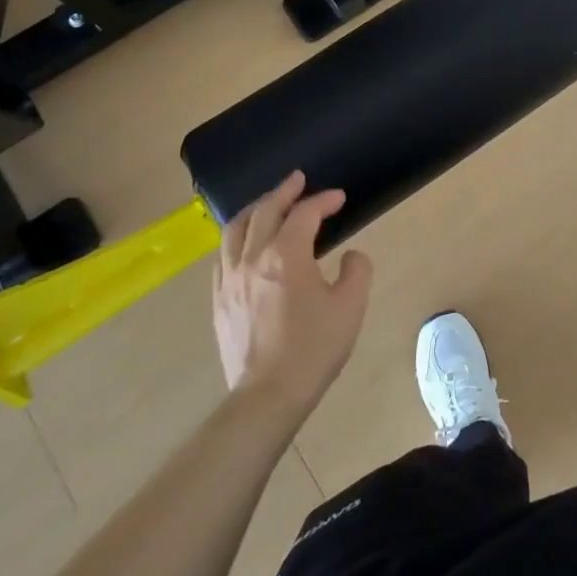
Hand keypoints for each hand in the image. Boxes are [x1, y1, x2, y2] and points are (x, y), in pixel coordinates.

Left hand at [213, 171, 373, 421]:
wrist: (268, 396)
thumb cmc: (314, 349)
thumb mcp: (351, 307)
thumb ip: (357, 271)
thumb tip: (351, 256)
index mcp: (286, 255)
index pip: (304, 214)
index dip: (323, 200)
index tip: (338, 197)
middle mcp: (252, 258)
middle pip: (264, 211)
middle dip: (284, 191)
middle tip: (298, 179)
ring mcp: (229, 279)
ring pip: (235, 229)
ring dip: (254, 209)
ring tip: (267, 203)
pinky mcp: (219, 301)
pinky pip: (223, 256)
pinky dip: (237, 239)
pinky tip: (245, 245)